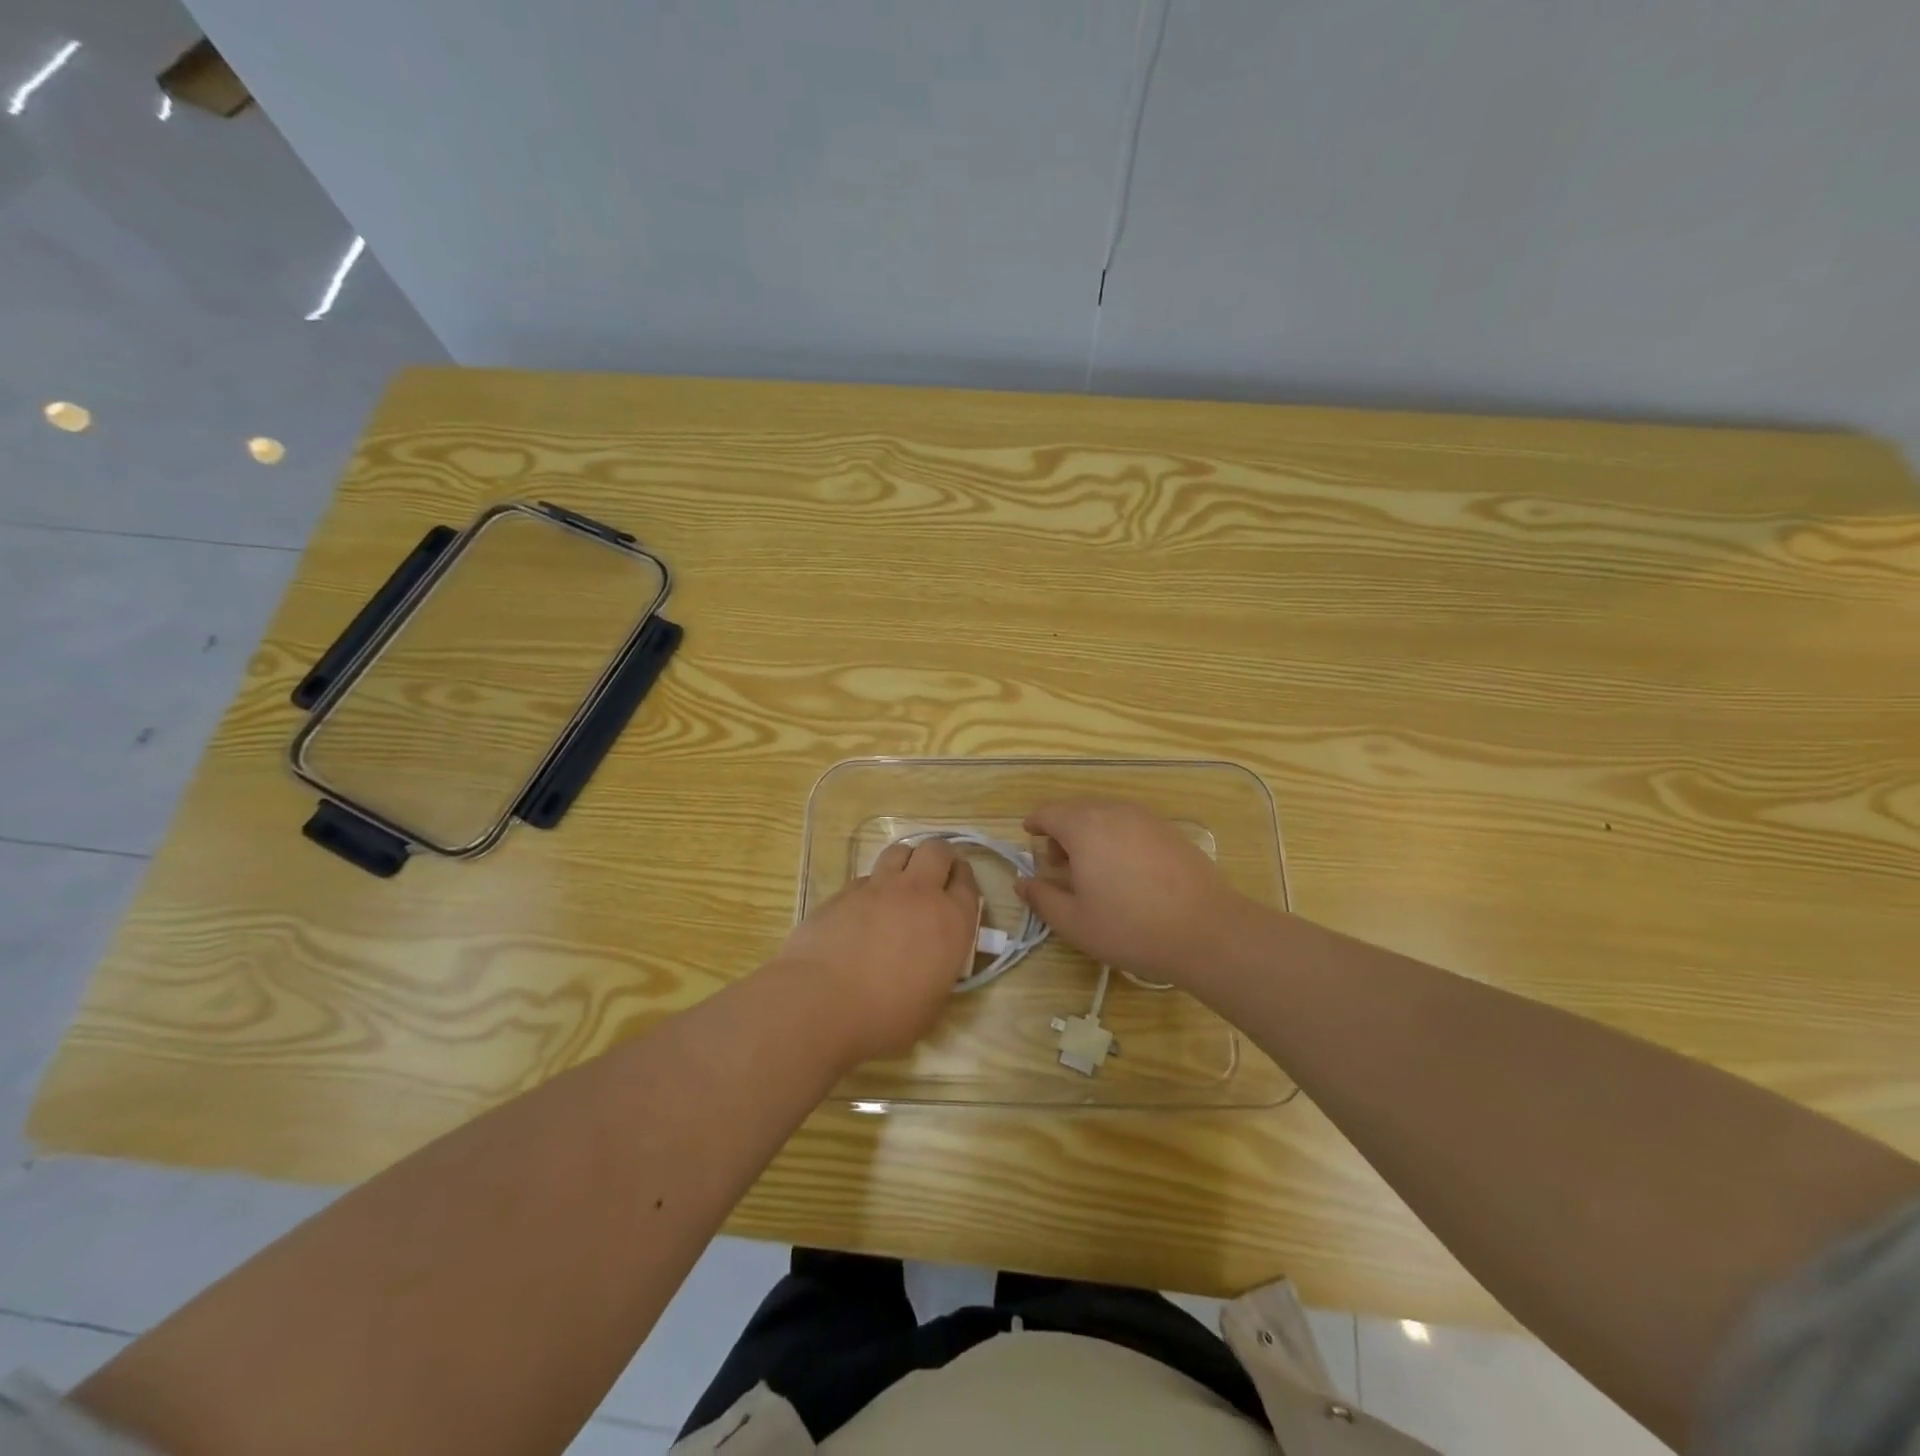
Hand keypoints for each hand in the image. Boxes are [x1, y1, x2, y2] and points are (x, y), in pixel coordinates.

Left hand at [774, 837, 980, 1062]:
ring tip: (901, 884)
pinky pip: (867, 876)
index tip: (957, 889)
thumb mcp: (931, 1002)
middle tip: (935, 877)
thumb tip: (931, 960)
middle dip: (940, 858)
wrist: (821, 1002)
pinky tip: (864, 910)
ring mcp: (879, 887)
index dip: (964, 881)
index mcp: (951, 922)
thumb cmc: (885, 1017)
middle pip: (937, 851)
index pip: (968, 883)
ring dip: (907, 861)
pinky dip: (873, 886)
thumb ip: (939, 969)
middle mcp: (919, 893)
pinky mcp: (845, 891)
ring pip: (900, 851)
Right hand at [1015, 799, 1261, 990]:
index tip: (1029, 836)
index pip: (1049, 812)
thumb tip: (1023, 882)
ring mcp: (1145, 818)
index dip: (1035, 824)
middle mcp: (1113, 812)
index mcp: (1084, 827)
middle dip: (1061, 831)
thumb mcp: (1075, 923)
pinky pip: (1129, 824)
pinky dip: (1116, 837)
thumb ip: (1042, 898)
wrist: (1207, 930)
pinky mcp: (1169, 830)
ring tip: (1092, 870)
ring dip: (1089, 834)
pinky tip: (1124, 870)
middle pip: (1076, 810)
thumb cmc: (1131, 927)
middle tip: (1059, 865)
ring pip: (1105, 815)